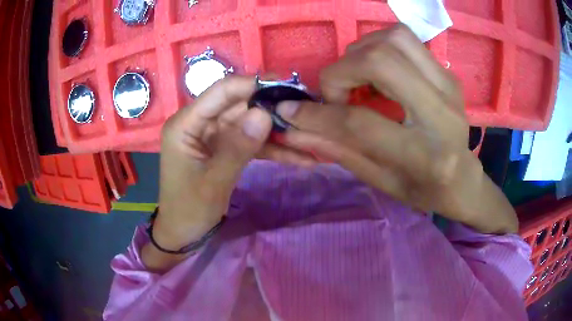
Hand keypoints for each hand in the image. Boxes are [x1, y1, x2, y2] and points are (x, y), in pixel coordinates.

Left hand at [144, 76, 312, 270]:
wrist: (184, 234)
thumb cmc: (189, 210)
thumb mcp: (213, 183)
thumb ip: (238, 148)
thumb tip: (265, 114)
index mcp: (185, 124)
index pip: (221, 92)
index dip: (252, 85)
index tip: (285, 85)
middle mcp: (199, 123)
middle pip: (239, 105)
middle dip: (271, 107)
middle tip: (304, 108)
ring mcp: (213, 136)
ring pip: (249, 124)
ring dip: (276, 130)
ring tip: (308, 133)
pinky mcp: (224, 149)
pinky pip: (250, 142)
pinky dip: (272, 149)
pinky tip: (299, 156)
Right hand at [277, 24, 517, 233]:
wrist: (463, 179)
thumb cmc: (424, 190)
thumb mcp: (381, 181)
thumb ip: (339, 151)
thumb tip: (295, 129)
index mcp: (424, 155)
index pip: (361, 123)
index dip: (319, 115)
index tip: (291, 111)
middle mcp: (441, 112)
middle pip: (381, 61)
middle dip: (342, 71)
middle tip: (337, 92)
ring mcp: (448, 86)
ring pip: (394, 38)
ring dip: (361, 51)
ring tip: (357, 77)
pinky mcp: (447, 73)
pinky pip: (406, 39)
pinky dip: (379, 45)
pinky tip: (377, 70)